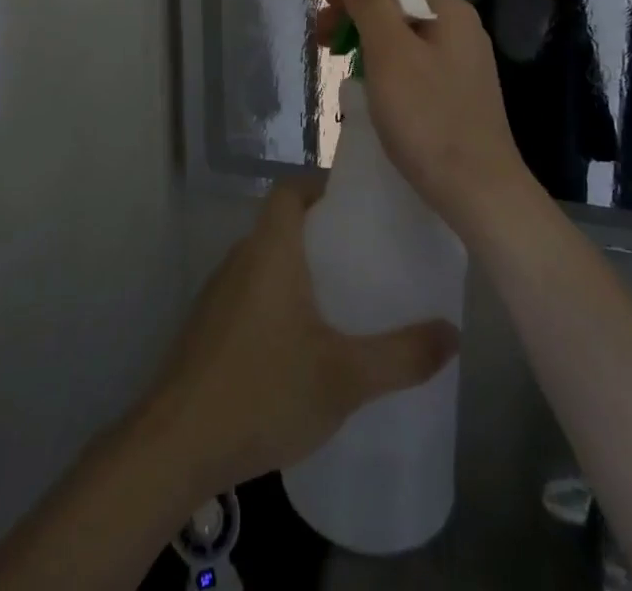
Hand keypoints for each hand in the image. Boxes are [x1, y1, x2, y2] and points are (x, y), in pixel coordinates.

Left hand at [144, 178, 458, 493]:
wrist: (178, 443)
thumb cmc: (264, 390)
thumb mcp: (344, 377)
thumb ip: (401, 355)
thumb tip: (453, 332)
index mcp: (270, 249)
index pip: (290, 189)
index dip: (321, 187)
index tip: (357, 205)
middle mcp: (241, 257)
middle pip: (281, 223)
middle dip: (320, 233)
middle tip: (365, 256)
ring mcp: (218, 292)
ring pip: (265, 261)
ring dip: (298, 269)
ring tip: (342, 298)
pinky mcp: (208, 326)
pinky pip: (250, 292)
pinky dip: (277, 300)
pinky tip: (301, 343)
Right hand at [315, 0, 531, 232]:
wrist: (479, 193)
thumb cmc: (428, 117)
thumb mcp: (390, 53)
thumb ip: (370, 2)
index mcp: (449, 10)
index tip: (322, 15)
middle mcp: (460, 28)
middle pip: (398, 5)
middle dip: (356, 17)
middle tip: (322, 43)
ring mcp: (461, 62)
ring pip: (403, 37)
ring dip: (366, 43)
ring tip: (340, 67)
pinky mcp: (457, 92)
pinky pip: (413, 64)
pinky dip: (385, 67)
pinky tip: (371, 90)